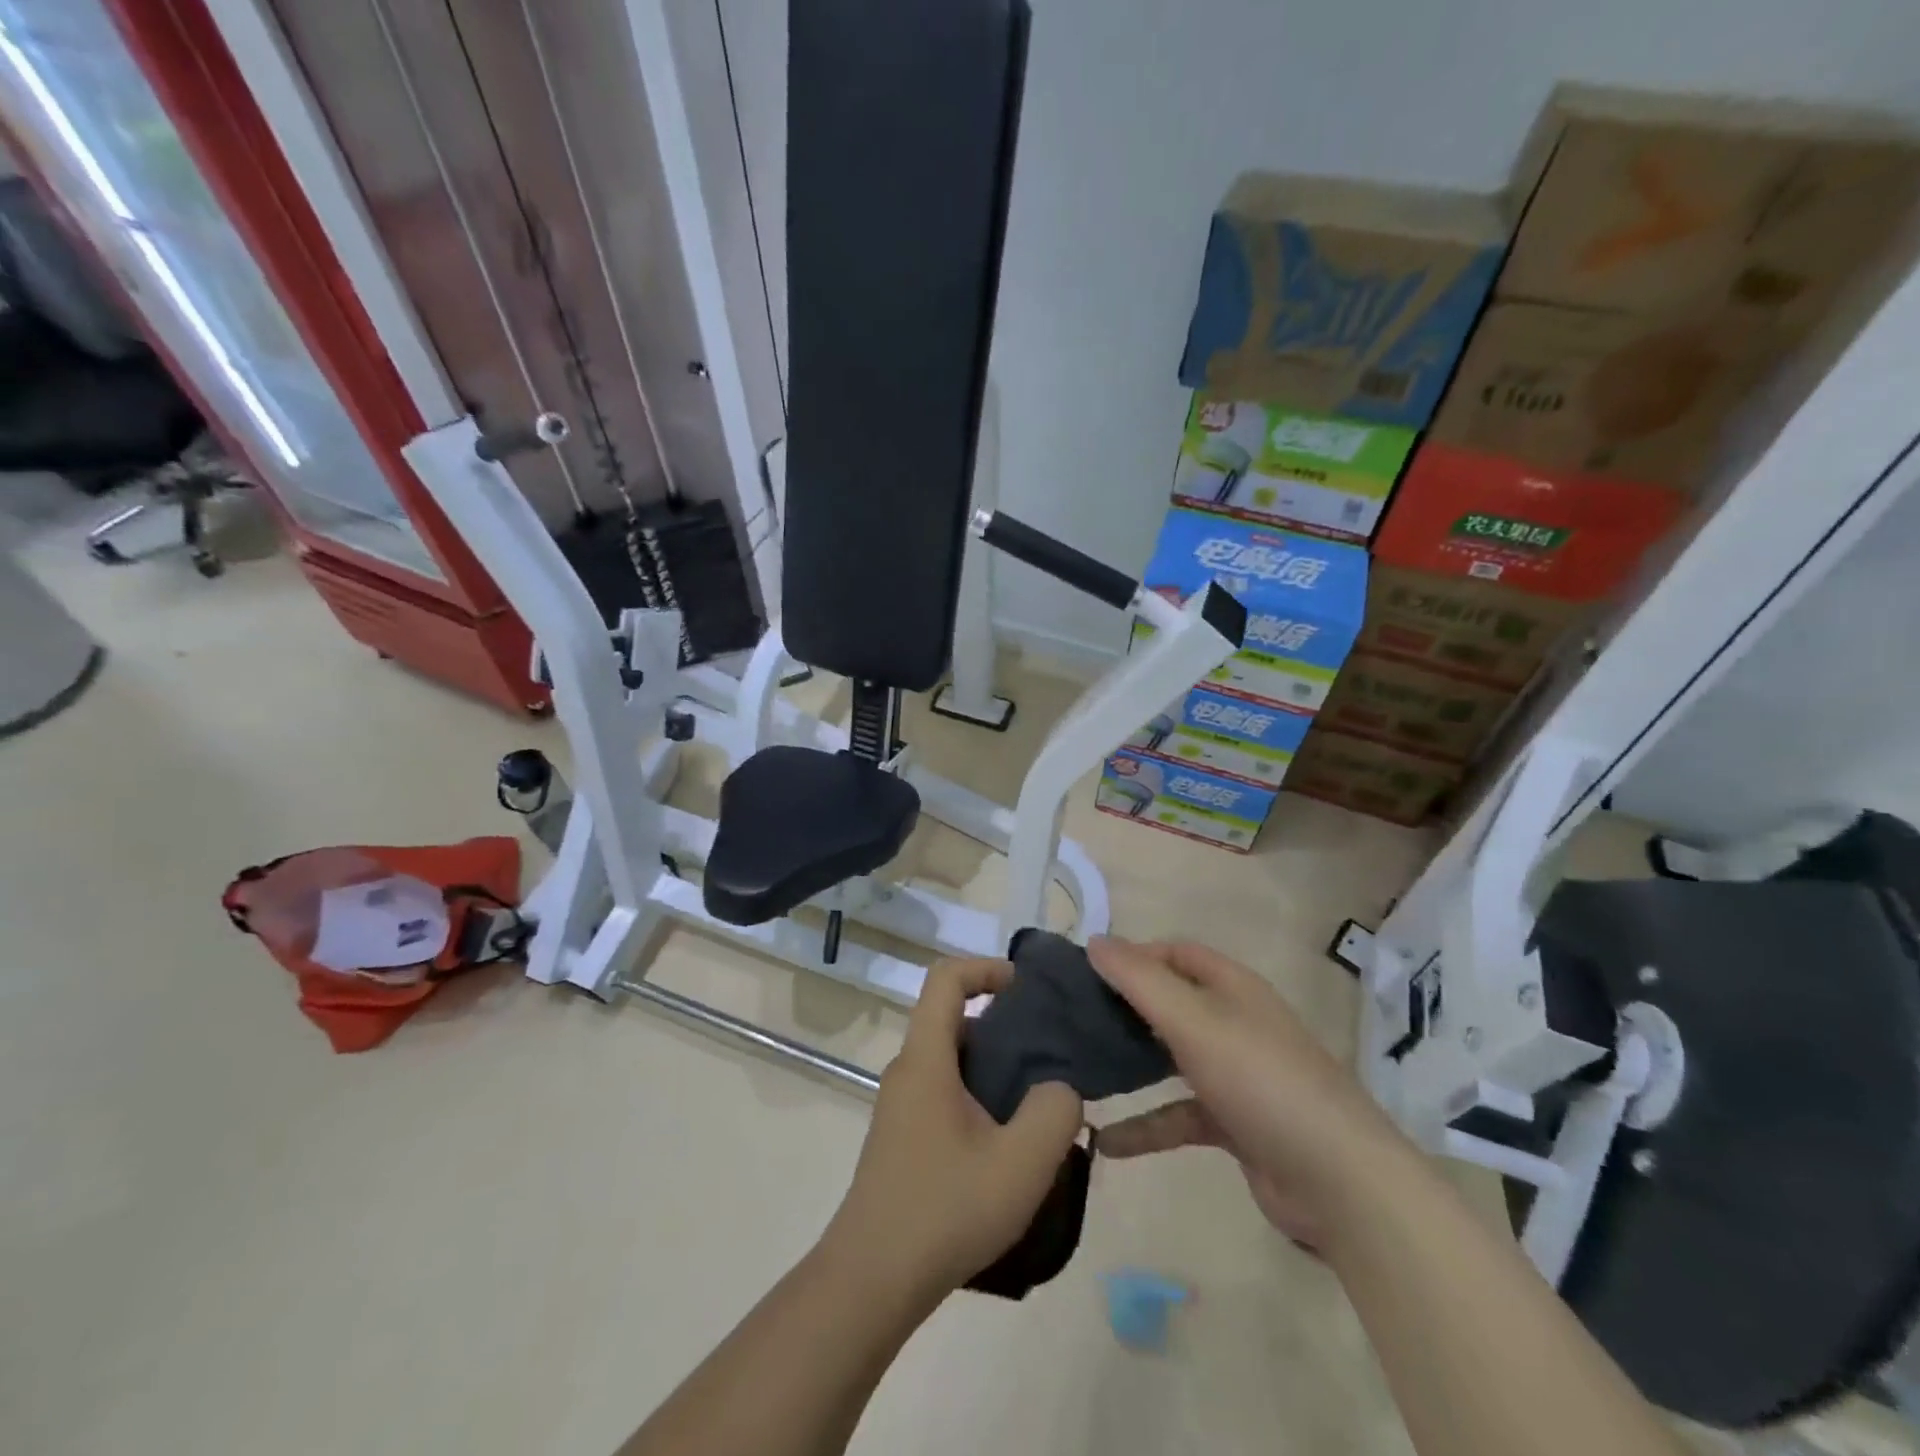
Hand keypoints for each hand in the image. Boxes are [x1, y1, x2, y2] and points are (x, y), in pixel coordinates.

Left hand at [822, 957, 1084, 1300]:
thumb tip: (1059, 1089)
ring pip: (953, 1060)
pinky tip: (1009, 1146)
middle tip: (1051, 1055)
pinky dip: (980, 1097)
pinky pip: (946, 1093)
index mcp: (926, 1058)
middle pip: (955, 1018)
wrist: (871, 1280)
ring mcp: (902, 1105)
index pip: (946, 978)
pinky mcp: (904, 1137)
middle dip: (1004, 1024)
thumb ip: (1055, 1111)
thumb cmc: (944, 1209)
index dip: (986, 968)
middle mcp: (908, 1071)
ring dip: (996, 1068)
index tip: (1027, 988)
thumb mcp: (1021, 1163)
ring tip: (1040, 1104)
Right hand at [1088, 937, 1401, 1250]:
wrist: (1339, 1182)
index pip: (1177, 953)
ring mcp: (1237, 1075)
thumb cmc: (1261, 1081)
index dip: (1135, 955)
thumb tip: (1094, 941)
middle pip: (1171, 1003)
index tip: (1088, 972)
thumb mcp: (1194, 1021)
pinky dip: (1146, 1126)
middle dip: (1125, 1008)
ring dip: (1130, 1065)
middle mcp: (1235, 1022)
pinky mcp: (1235, 1123)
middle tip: (1073, 1018)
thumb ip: (1140, 981)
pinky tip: (1106, 1141)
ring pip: (1171, 1058)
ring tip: (1079, 1070)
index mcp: (1233, 988)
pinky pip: (1179, 1114)